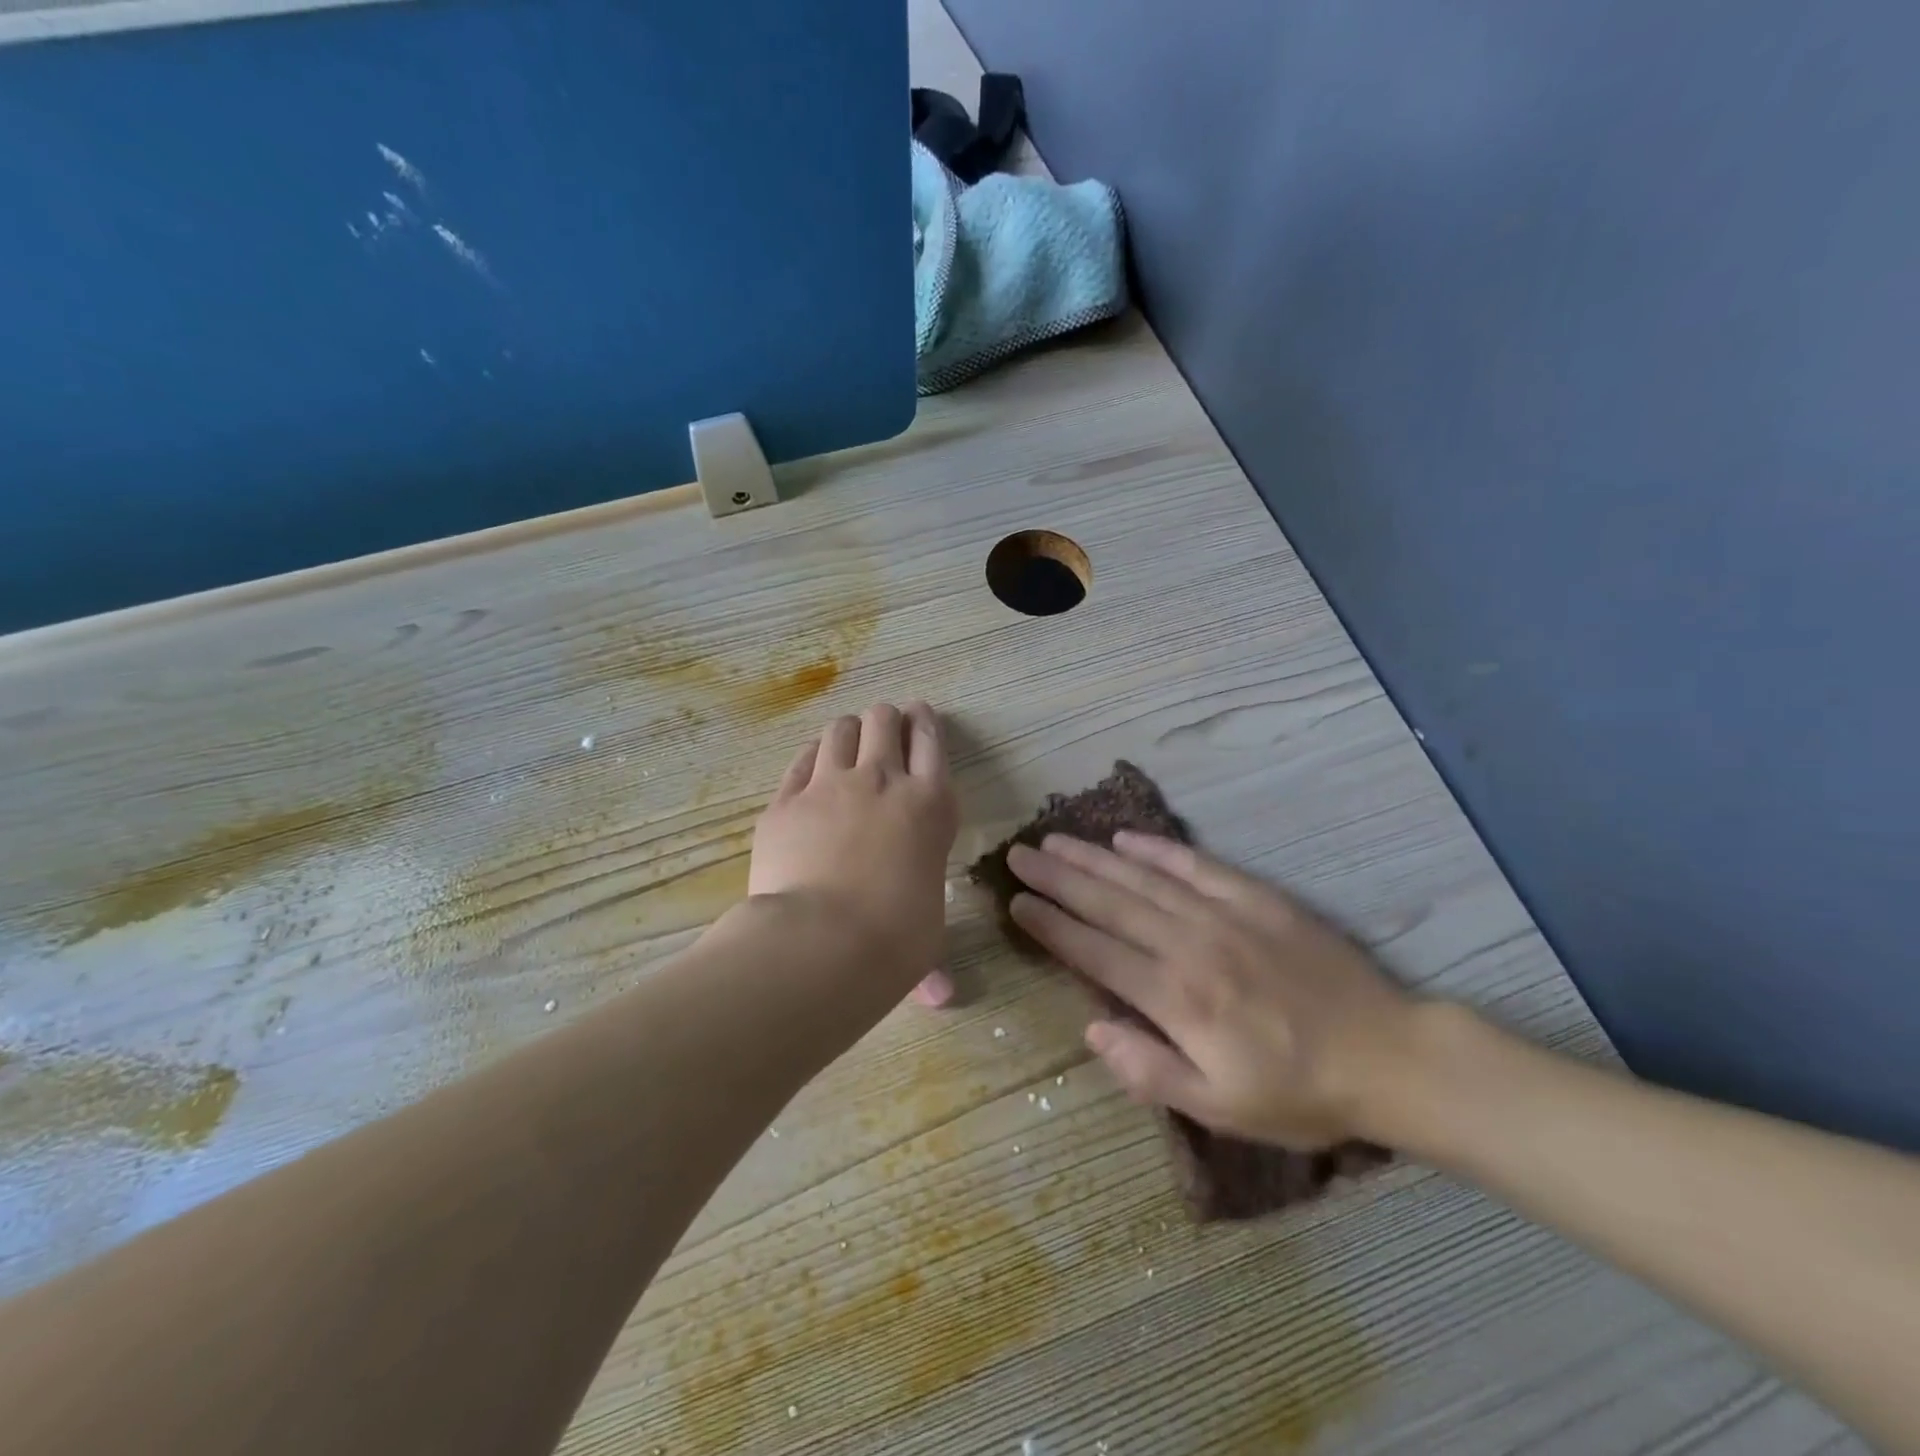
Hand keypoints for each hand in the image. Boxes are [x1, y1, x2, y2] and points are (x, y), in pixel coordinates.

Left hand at [750, 702, 959, 1003]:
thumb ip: (929, 952)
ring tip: (847, 743)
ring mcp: (829, 785)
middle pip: (883, 720)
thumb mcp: (926, 935)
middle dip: (885, 719)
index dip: (926, 722)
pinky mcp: (785, 801)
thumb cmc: (894, 940)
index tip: (921, 715)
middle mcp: (882, 781)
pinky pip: (800, 760)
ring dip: (848, 731)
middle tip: (883, 728)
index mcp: (929, 805)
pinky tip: (811, 766)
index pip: (932, 741)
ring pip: (839, 730)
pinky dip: (810, 757)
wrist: (822, 942)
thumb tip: (940, 998)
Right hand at [1006, 832, 1418, 1148]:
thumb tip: (1092, 1029)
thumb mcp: (1221, 1109)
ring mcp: (1224, 915)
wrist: (1390, 1058)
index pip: (1095, 951)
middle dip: (1058, 878)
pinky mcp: (1257, 898)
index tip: (1016, 902)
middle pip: (1109, 903)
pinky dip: (1158, 848)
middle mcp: (1190, 946)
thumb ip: (1149, 1070)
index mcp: (1176, 999)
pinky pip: (1196, 865)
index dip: (1051, 925)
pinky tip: (1127, 836)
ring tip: (1056, 840)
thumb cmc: (1299, 1093)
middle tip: (1019, 856)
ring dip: (1094, 858)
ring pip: (1143, 878)